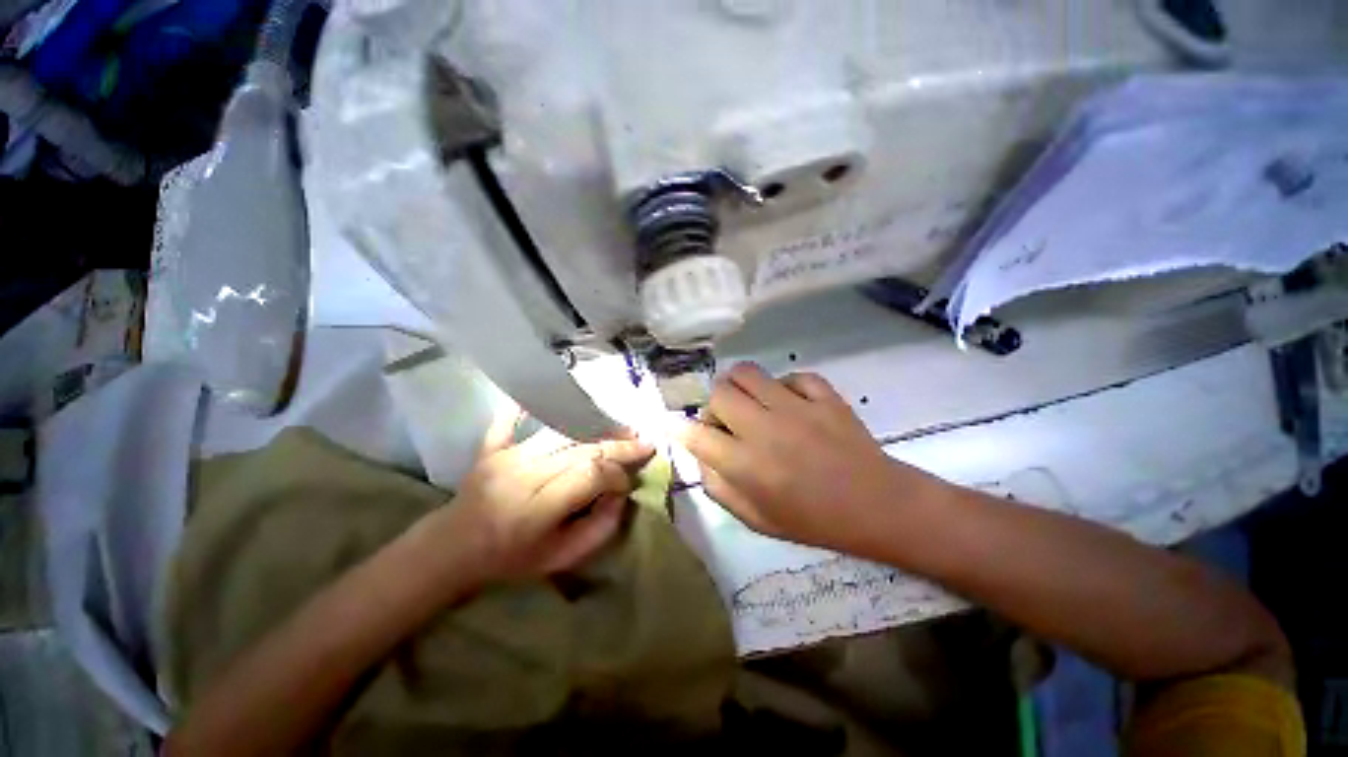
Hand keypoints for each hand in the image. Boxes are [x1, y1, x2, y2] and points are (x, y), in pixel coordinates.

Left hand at [425, 409, 655, 585]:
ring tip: (621, 428)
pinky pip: (512, 418)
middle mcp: (522, 475)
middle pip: (581, 449)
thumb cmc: (510, 560)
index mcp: (537, 509)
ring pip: (561, 432)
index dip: (618, 475)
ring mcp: (505, 457)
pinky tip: (553, 394)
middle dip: (618, 445)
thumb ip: (598, 530)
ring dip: (595, 427)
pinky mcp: (492, 446)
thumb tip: (621, 495)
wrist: (451, 549)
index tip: (629, 482)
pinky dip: (531, 405)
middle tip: (644, 443)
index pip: (590, 476)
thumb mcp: (560, 559)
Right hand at [678, 363, 945, 555]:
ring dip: (740, 386)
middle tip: (726, 419)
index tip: (678, 426)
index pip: (696, 435)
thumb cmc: (814, 520)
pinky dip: (782, 387)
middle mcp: (766, 429)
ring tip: (751, 403)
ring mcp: (797, 407)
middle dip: (713, 405)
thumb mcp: (756, 519)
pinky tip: (790, 403)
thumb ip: (718, 487)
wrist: (878, 506)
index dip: (679, 428)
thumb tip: (701, 454)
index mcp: (748, 466)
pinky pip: (790, 375)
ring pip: (748, 372)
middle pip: (719, 393)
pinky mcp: (824, 395)